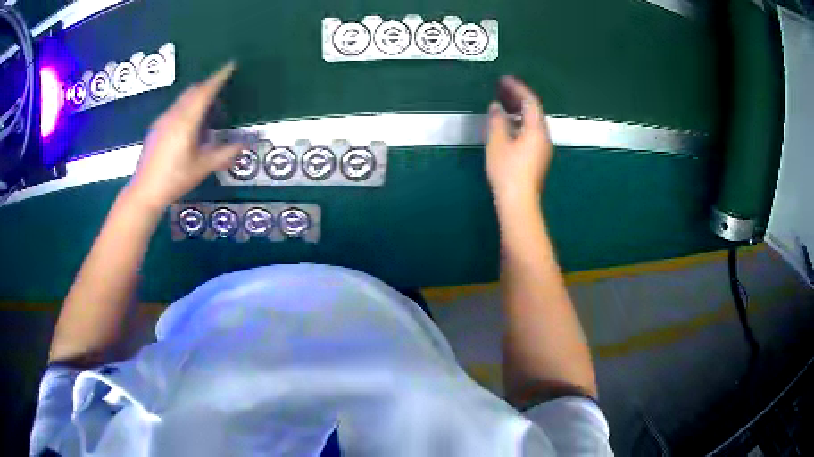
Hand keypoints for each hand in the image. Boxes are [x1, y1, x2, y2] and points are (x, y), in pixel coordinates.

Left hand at [126, 63, 241, 210]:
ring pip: (183, 99)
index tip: (231, 65)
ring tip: (206, 116)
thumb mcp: (202, 168)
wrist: (144, 192)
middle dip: (208, 87)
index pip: (205, 91)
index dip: (219, 77)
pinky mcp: (156, 128)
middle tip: (221, 96)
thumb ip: (224, 154)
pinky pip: (175, 109)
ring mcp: (162, 120)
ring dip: (197, 99)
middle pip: (193, 91)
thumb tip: (245, 144)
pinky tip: (188, 129)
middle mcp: (173, 115)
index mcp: (186, 121)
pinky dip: (186, 108)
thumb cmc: (174, 179)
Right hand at [486, 76, 552, 208]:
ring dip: (518, 110)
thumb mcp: (497, 142)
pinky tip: (507, 125)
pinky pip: (530, 132)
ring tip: (503, 103)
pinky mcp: (538, 158)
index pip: (530, 102)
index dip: (517, 88)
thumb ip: (497, 121)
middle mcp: (544, 136)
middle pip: (534, 111)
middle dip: (518, 97)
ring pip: (532, 122)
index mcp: (536, 130)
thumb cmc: (507, 170)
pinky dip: (519, 123)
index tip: (504, 79)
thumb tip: (496, 107)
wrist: (519, 201)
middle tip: (502, 88)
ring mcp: (543, 148)